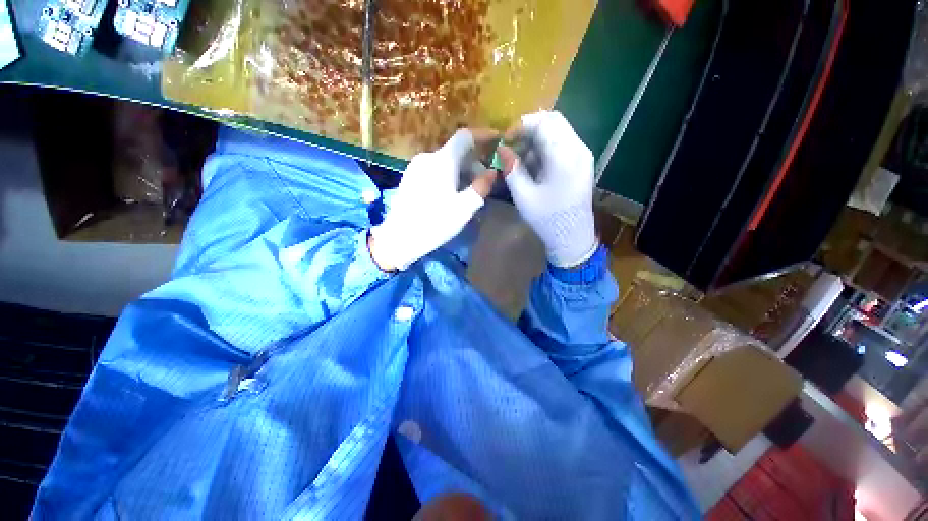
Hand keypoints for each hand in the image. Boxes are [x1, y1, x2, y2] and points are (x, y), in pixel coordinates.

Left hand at [369, 129, 497, 271]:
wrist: (399, 237)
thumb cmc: (435, 223)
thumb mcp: (464, 208)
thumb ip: (480, 187)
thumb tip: (492, 172)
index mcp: (442, 161)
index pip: (465, 136)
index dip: (483, 135)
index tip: (496, 140)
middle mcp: (428, 157)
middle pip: (456, 150)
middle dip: (474, 161)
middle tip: (484, 179)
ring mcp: (416, 166)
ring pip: (445, 160)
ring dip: (461, 170)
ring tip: (468, 190)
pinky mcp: (410, 176)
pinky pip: (434, 168)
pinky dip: (448, 174)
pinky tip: (450, 193)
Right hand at [499, 111, 597, 266]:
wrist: (572, 237)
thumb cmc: (547, 219)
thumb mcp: (524, 196)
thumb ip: (512, 169)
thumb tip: (502, 149)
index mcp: (564, 158)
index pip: (543, 123)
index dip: (521, 126)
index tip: (505, 140)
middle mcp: (579, 149)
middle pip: (553, 121)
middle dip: (529, 130)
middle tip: (512, 146)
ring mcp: (583, 154)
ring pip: (558, 131)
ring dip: (537, 139)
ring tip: (521, 159)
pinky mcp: (582, 162)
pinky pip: (563, 143)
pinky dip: (546, 147)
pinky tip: (534, 165)